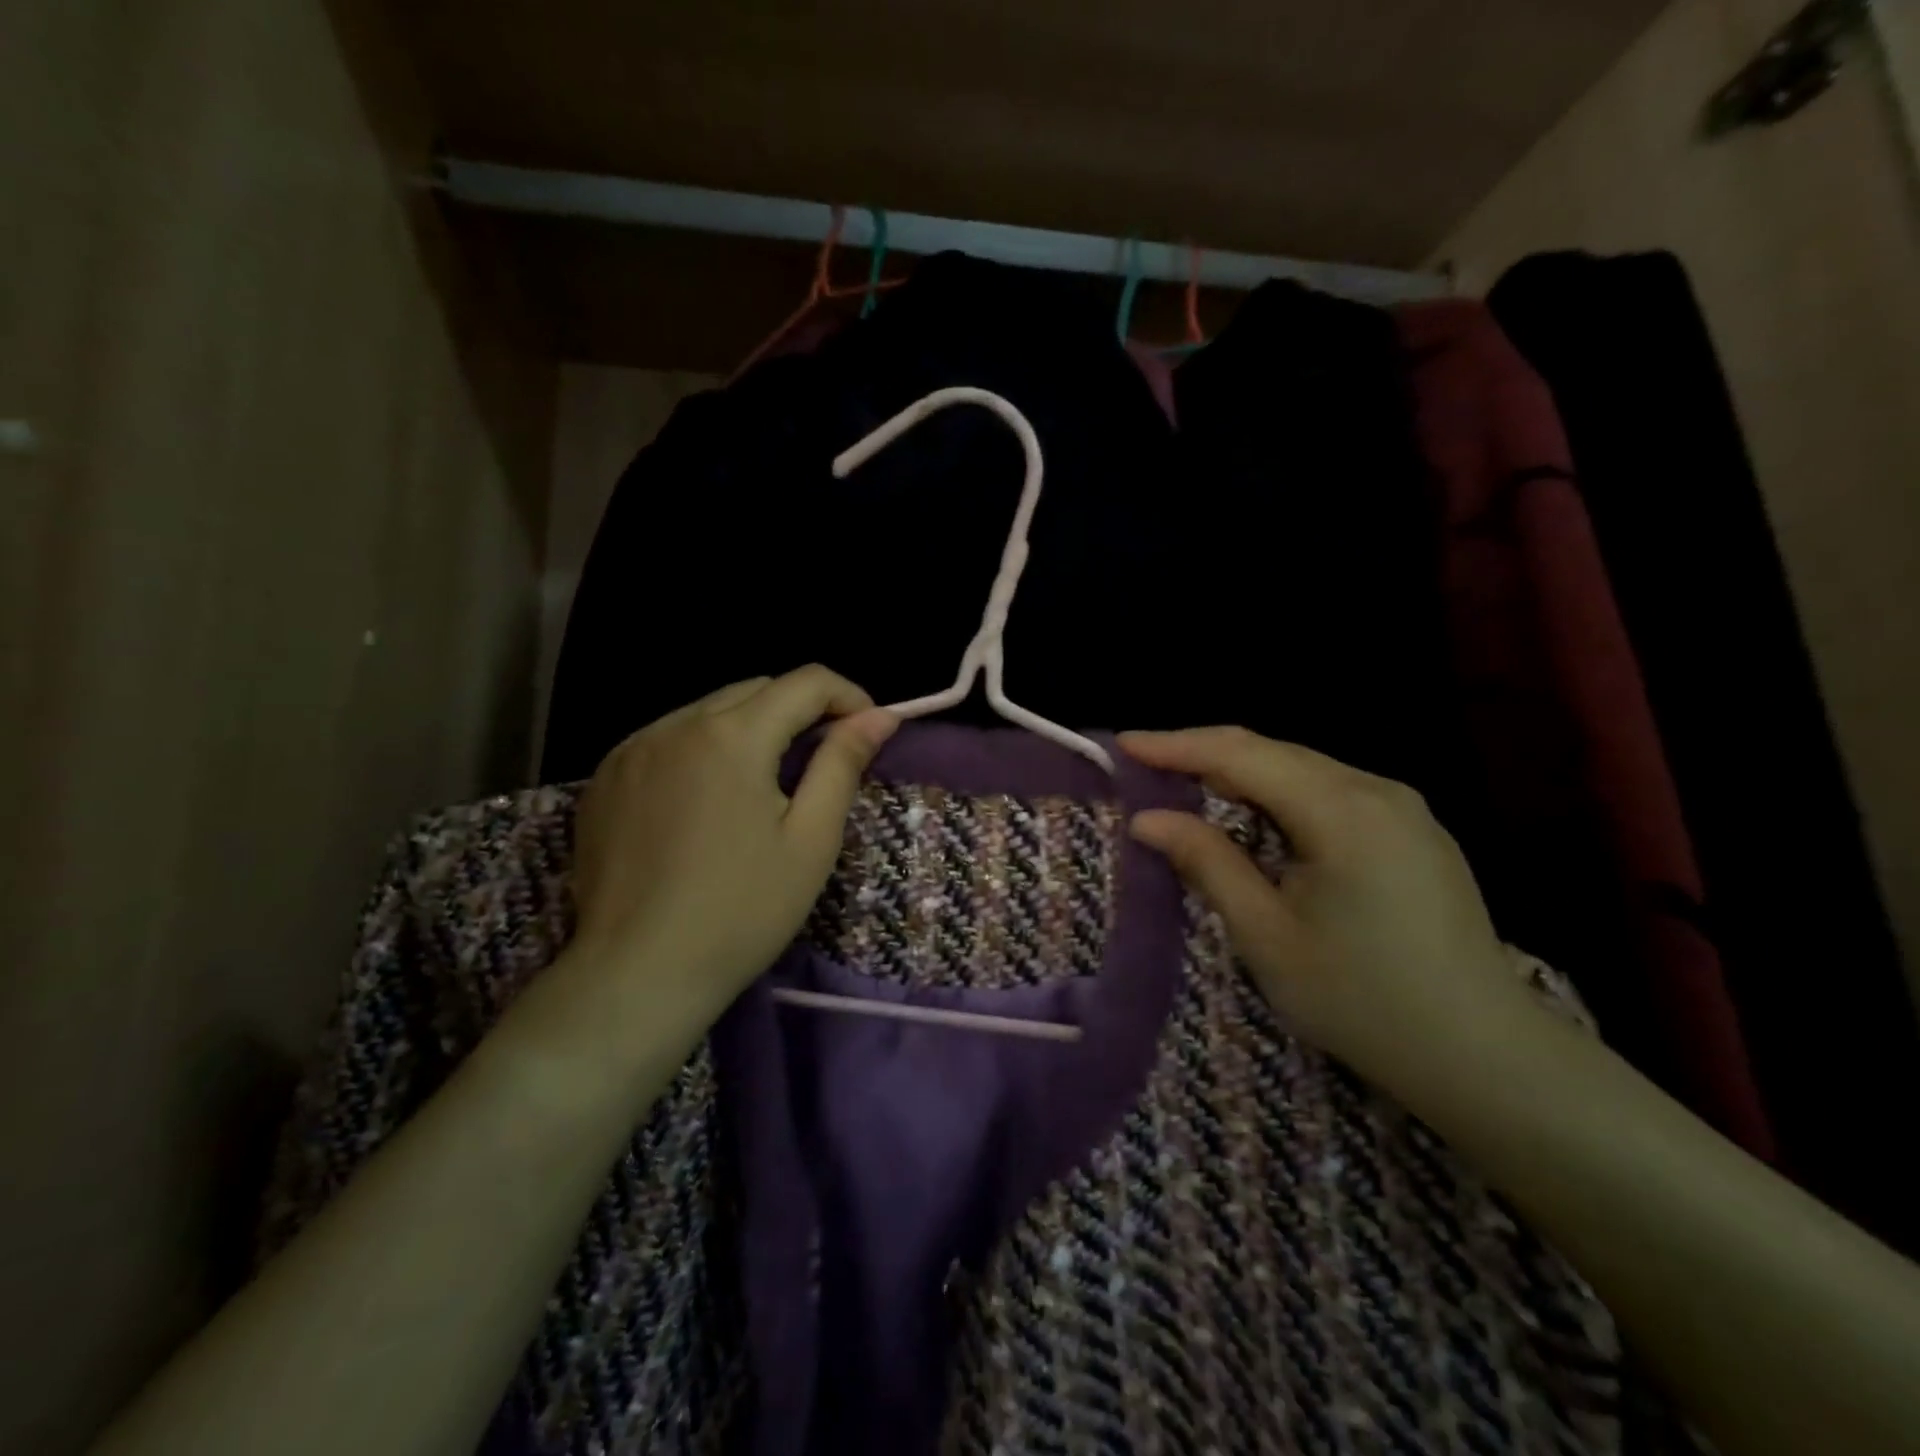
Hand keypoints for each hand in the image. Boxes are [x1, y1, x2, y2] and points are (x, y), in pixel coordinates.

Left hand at [570, 666, 898, 1011]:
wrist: (638, 975)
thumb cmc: (742, 911)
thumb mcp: (811, 839)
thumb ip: (842, 764)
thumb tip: (879, 717)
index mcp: (732, 736)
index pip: (805, 682)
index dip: (848, 697)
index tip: (868, 732)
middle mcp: (676, 724)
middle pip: (756, 689)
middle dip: (800, 710)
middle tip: (823, 759)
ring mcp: (631, 749)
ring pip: (709, 710)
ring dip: (750, 727)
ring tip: (766, 782)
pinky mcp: (604, 778)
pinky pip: (668, 739)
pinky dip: (702, 749)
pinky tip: (709, 798)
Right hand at [1121, 727, 1544, 1097]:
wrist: (1486, 1058)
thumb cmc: (1363, 1001)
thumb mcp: (1268, 936)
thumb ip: (1207, 863)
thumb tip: (1148, 820)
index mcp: (1342, 811)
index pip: (1241, 755)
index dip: (1176, 745)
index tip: (1122, 744)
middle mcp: (1377, 790)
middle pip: (1273, 752)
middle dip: (1203, 754)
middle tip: (1145, 767)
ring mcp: (1403, 808)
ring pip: (1302, 768)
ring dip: (1240, 773)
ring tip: (1185, 786)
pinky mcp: (1413, 830)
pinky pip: (1329, 790)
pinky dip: (1278, 793)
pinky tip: (1255, 816)